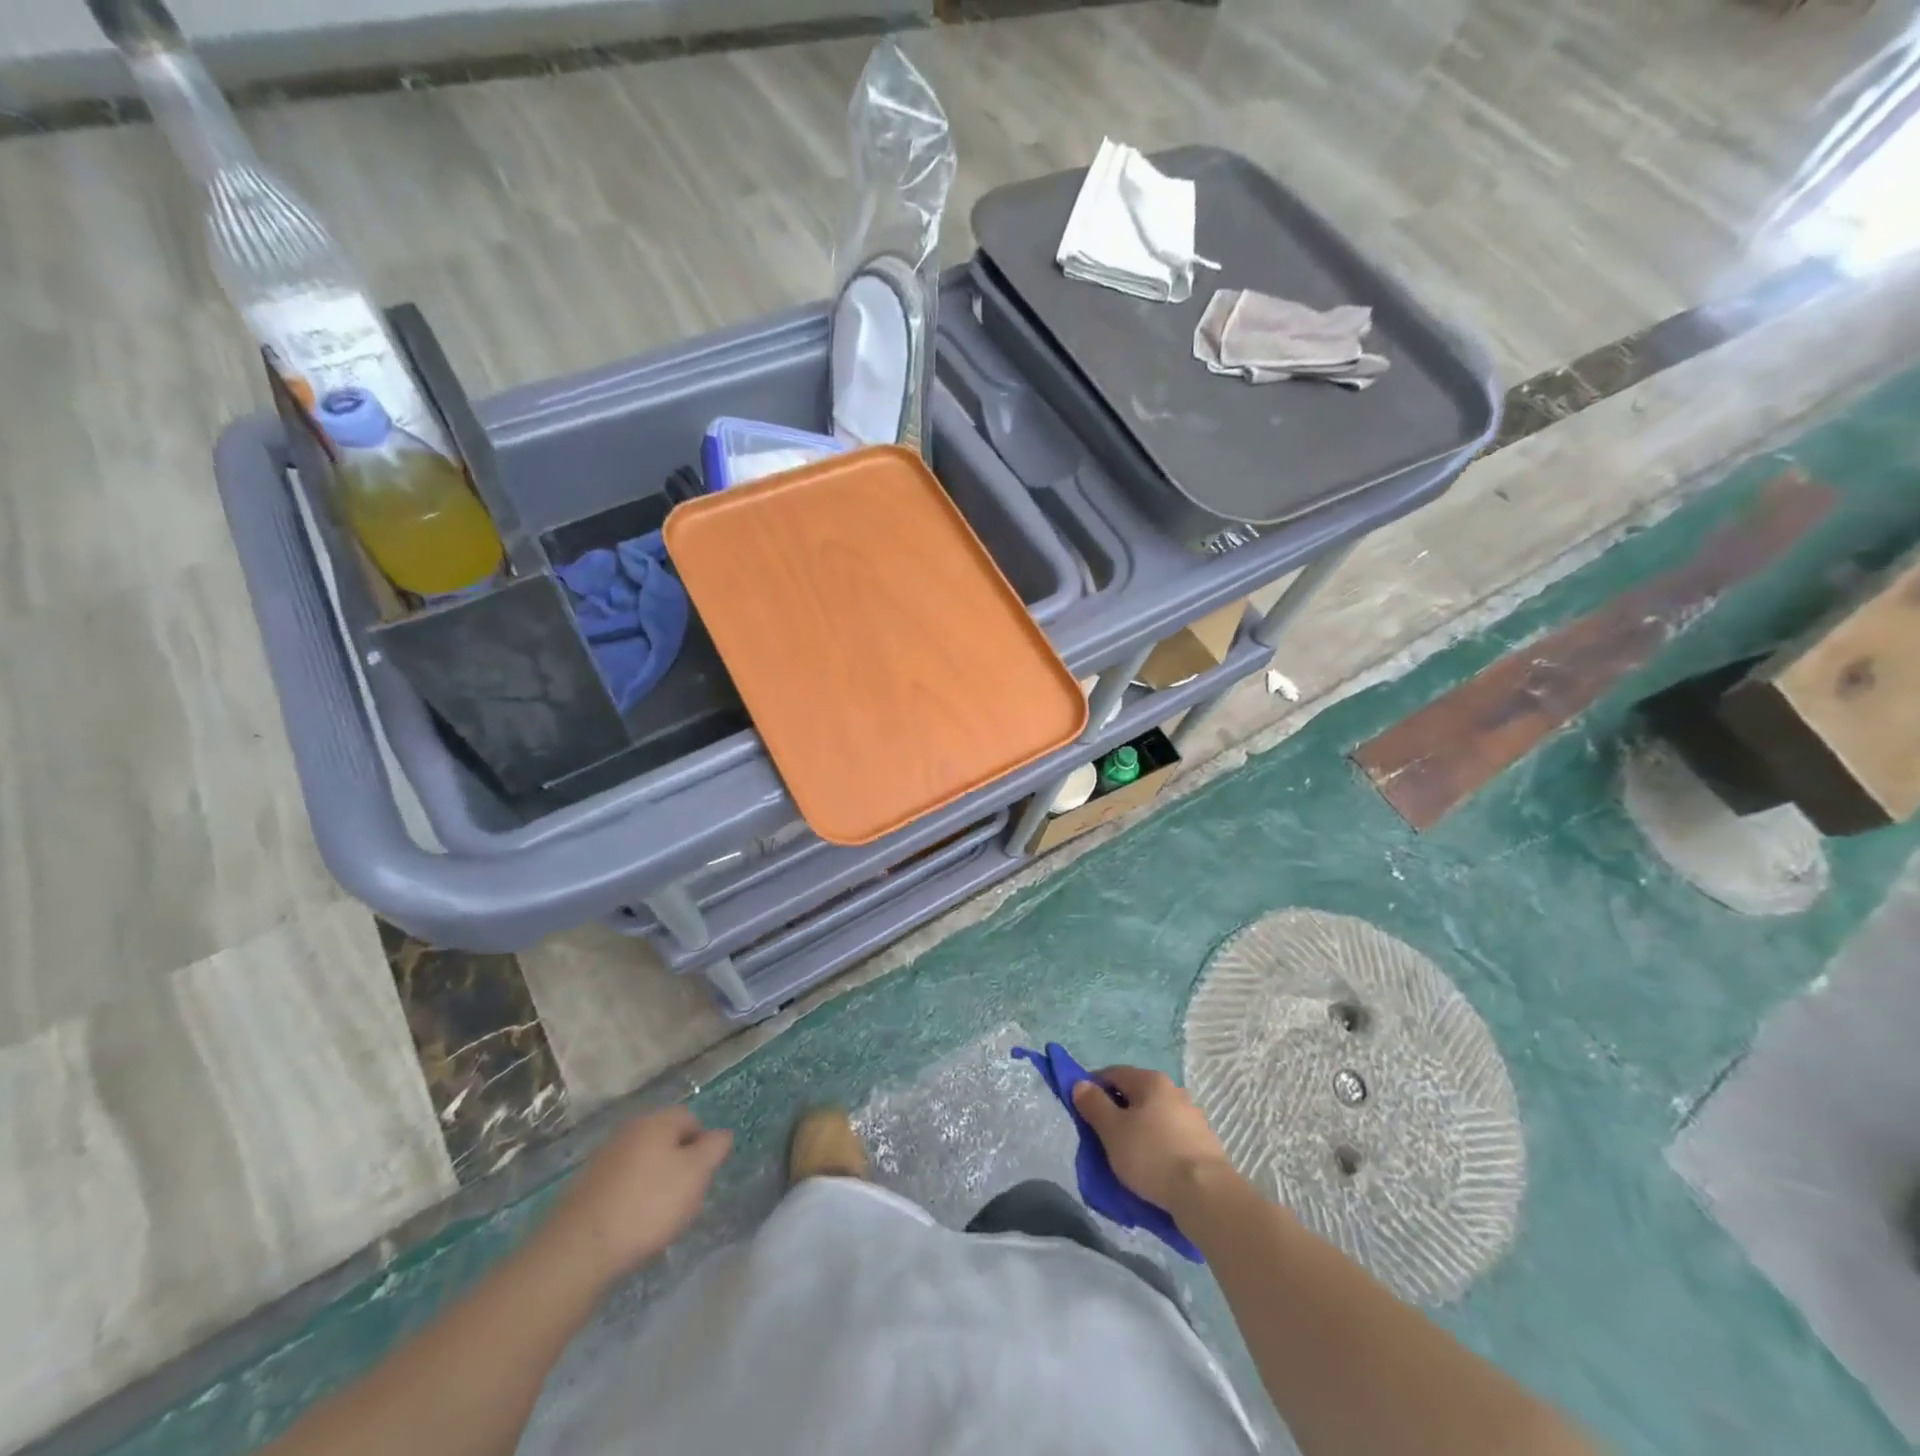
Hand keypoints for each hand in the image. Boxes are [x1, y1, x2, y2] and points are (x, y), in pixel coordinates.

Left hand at [542, 1106, 731, 1283]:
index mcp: (657, 1120)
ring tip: (656, 1217)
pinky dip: (630, 1198)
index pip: (691, 1119)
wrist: (580, 1248)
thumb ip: (714, 1149)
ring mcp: (603, 1157)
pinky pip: (620, 1184)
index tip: (701, 1178)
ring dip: (653, 1182)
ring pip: (642, 1162)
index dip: (702, 1147)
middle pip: (665, 1140)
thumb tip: (721, 1134)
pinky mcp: (584, 1186)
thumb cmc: (648, 1204)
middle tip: (683, 1198)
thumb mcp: (696, 1174)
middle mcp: (629, 1129)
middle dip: (678, 1165)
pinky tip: (630, 1225)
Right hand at [1072, 1066, 1236, 1212]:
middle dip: (1117, 1112)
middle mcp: (1174, 1091)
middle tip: (1104, 1138)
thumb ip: (1094, 1105)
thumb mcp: (1112, 1131)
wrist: (1206, 1196)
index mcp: (1151, 1081)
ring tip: (1129, 1158)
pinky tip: (1154, 1168)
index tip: (1084, 1113)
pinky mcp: (1205, 1144)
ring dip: (1139, 1131)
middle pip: (1135, 1095)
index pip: (1113, 1074)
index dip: (1094, 1089)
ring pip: (1154, 1117)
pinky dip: (1158, 1147)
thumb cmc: (1152, 1157)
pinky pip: (1170, 1138)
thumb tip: (1081, 1084)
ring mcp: (1193, 1117)